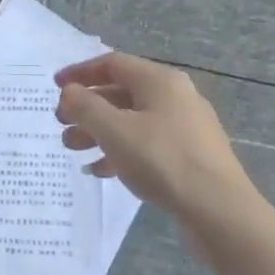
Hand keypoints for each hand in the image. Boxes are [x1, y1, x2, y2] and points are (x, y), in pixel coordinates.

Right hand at [54, 53, 254, 216]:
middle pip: (121, 93)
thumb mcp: (115, 131)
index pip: (113, 64)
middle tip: (61, 124)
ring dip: (99, 131)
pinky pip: (146, 144)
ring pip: (132, 121)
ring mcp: (185, 127)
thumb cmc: (162, 160)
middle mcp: (175, 96)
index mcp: (160, 81)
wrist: (219, 210)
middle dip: (87, 107)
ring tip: (72, 149)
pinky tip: (100, 170)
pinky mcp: (189, 155)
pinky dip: (120, 151)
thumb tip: (69, 92)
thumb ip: (86, 107)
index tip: (54, 87)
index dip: (80, 73)